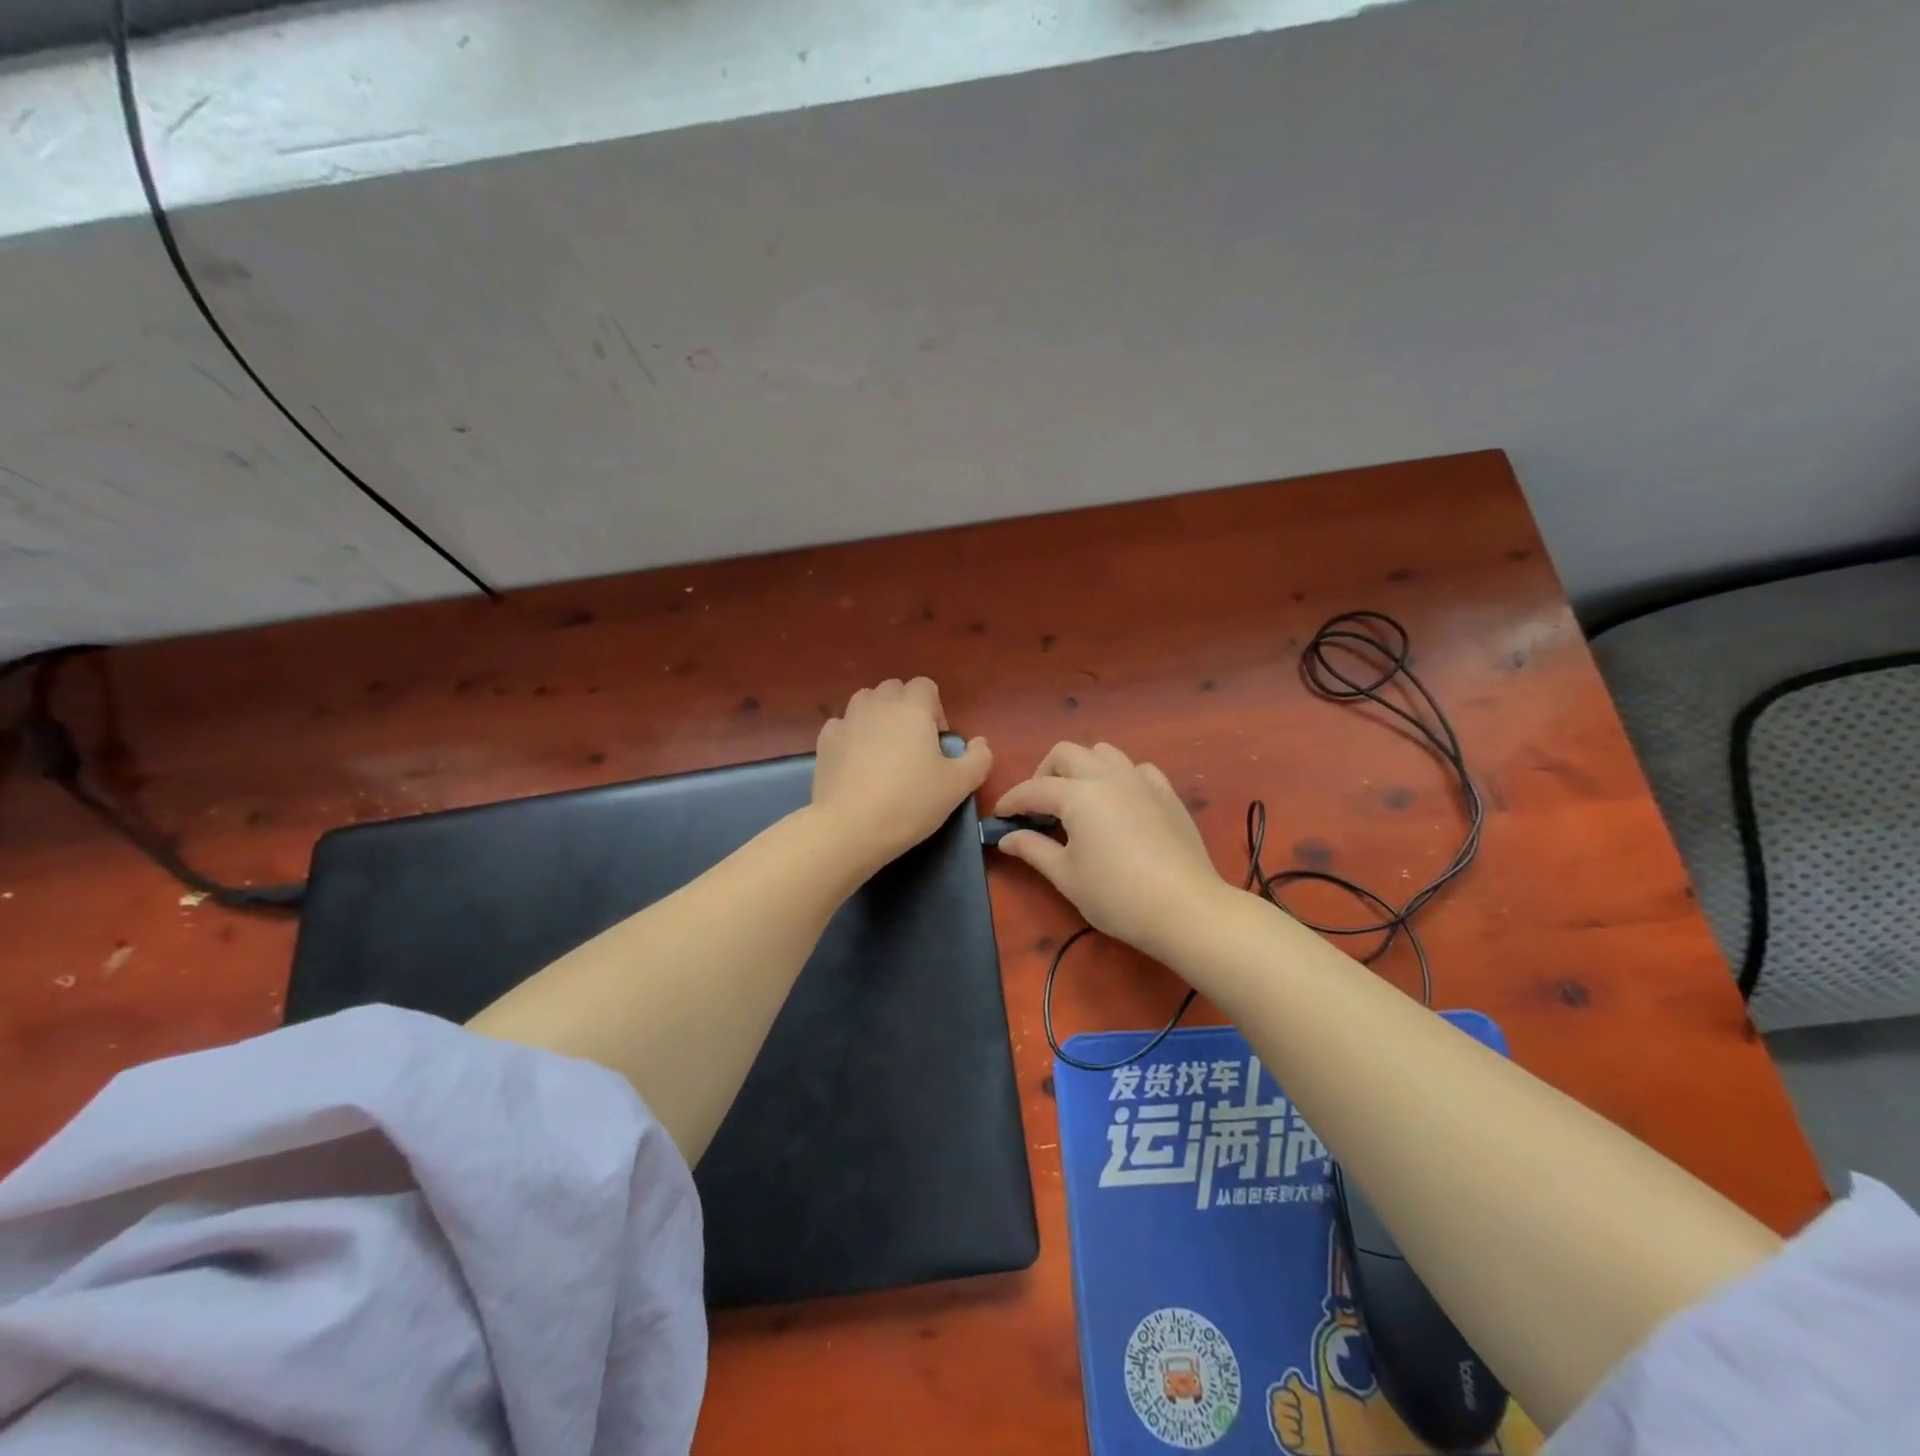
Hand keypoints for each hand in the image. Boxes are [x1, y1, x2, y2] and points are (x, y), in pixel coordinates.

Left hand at [812, 678, 991, 874]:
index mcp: (912, 708)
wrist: (851, 827)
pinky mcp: (824, 741)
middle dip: (905, 708)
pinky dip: (851, 736)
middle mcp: (877, 705)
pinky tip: (856, 764)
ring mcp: (846, 720)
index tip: (937, 743)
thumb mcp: (959, 785)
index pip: (925, 686)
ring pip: (865, 702)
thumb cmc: (911, 802)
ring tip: (883, 751)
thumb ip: (978, 758)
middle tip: (912, 746)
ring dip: (877, 717)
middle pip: (893, 689)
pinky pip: (842, 726)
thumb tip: (979, 743)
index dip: (935, 709)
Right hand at [993, 741, 1228, 957]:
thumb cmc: (1117, 896)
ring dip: (1082, 768)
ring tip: (1077, 798)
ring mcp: (1141, 781)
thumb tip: (1007, 838)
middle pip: (1066, 754)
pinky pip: (1137, 769)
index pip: (1033, 789)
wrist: (1185, 909)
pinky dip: (1120, 777)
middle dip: (1044, 773)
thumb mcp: (1066, 876)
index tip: (999, 817)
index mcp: (1078, 795)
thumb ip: (1033, 850)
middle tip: (1038, 807)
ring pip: (1103, 753)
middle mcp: (1108, 776)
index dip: (1011, 801)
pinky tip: (1119, 802)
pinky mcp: (1167, 793)